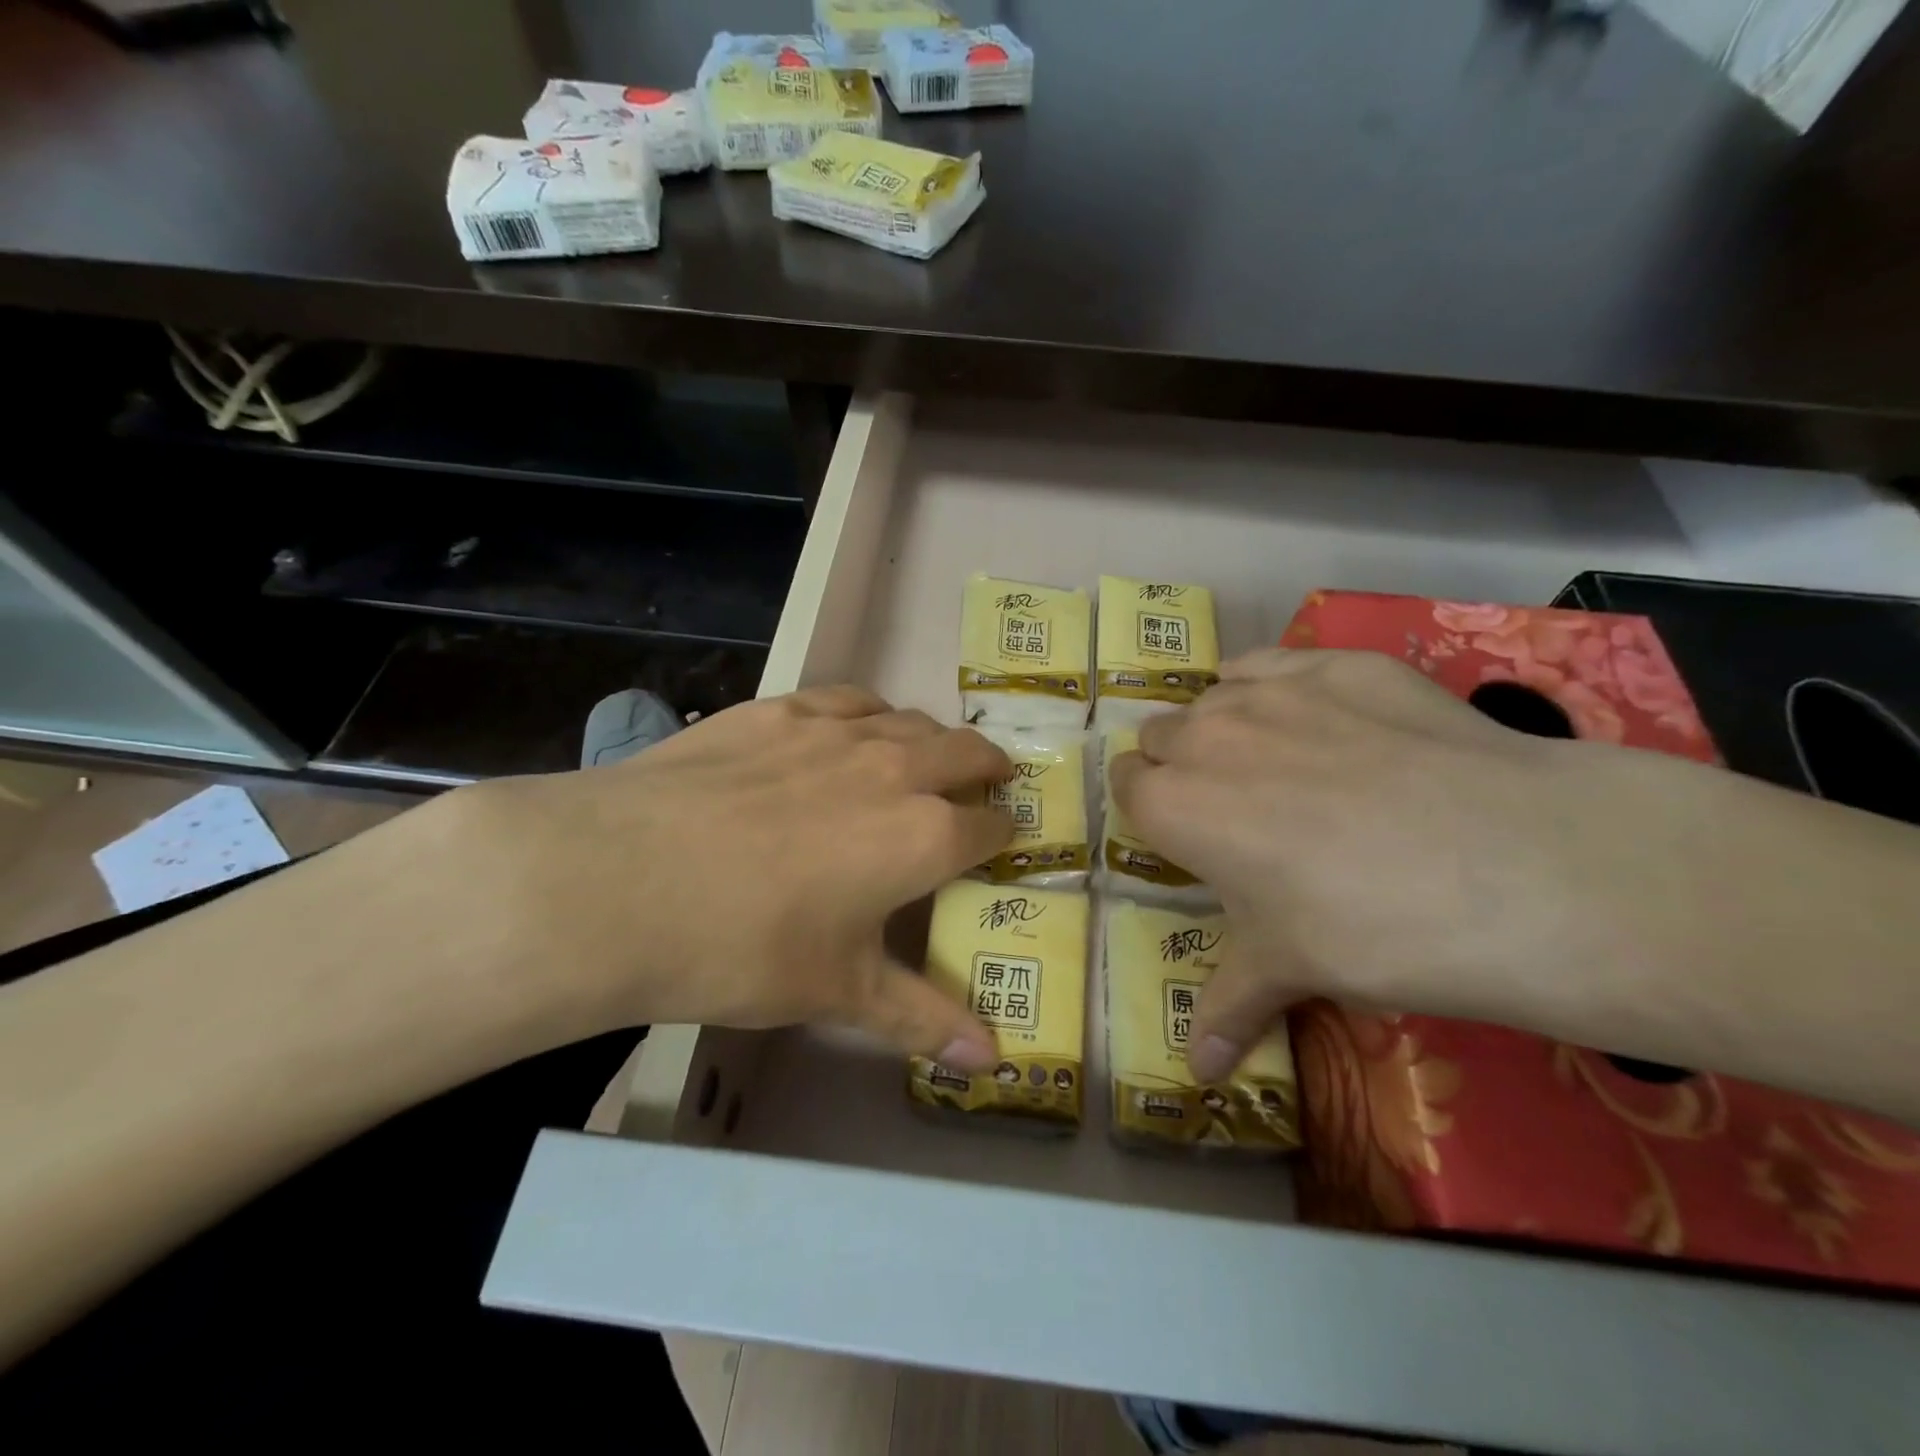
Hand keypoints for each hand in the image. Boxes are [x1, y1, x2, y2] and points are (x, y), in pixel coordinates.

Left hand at [432, 686, 1012, 1068]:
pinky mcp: (778, 710)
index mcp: (923, 836)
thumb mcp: (839, 991)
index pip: (990, 826)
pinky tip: (850, 729)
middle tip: (984, 784)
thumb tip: (991, 1061)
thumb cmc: (744, 947)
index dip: (1003, 834)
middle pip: (966, 752)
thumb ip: (922, 1018)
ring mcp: (834, 730)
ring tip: (922, 759)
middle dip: (986, 768)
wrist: (620, 883)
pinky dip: (868, 714)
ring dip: (930, 738)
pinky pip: (847, 699)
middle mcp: (894, 769)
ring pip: (910, 719)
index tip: (1001, 840)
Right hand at [1109, 649, 1674, 1080]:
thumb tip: (1197, 1075)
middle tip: (1237, 807)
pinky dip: (1275, 686)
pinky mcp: (1338, 662)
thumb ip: (1226, 1009)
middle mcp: (1204, 735)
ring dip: (1226, 726)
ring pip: (1213, 696)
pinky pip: (1273, 662)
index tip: (1186, 835)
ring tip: (1283, 764)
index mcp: (1174, 805)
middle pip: (1161, 734)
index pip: (1125, 783)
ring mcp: (1272, 690)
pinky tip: (1321, 719)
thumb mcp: (1289, 970)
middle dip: (1181, 765)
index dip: (1151, 809)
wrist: (1517, 867)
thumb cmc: (1373, 929)